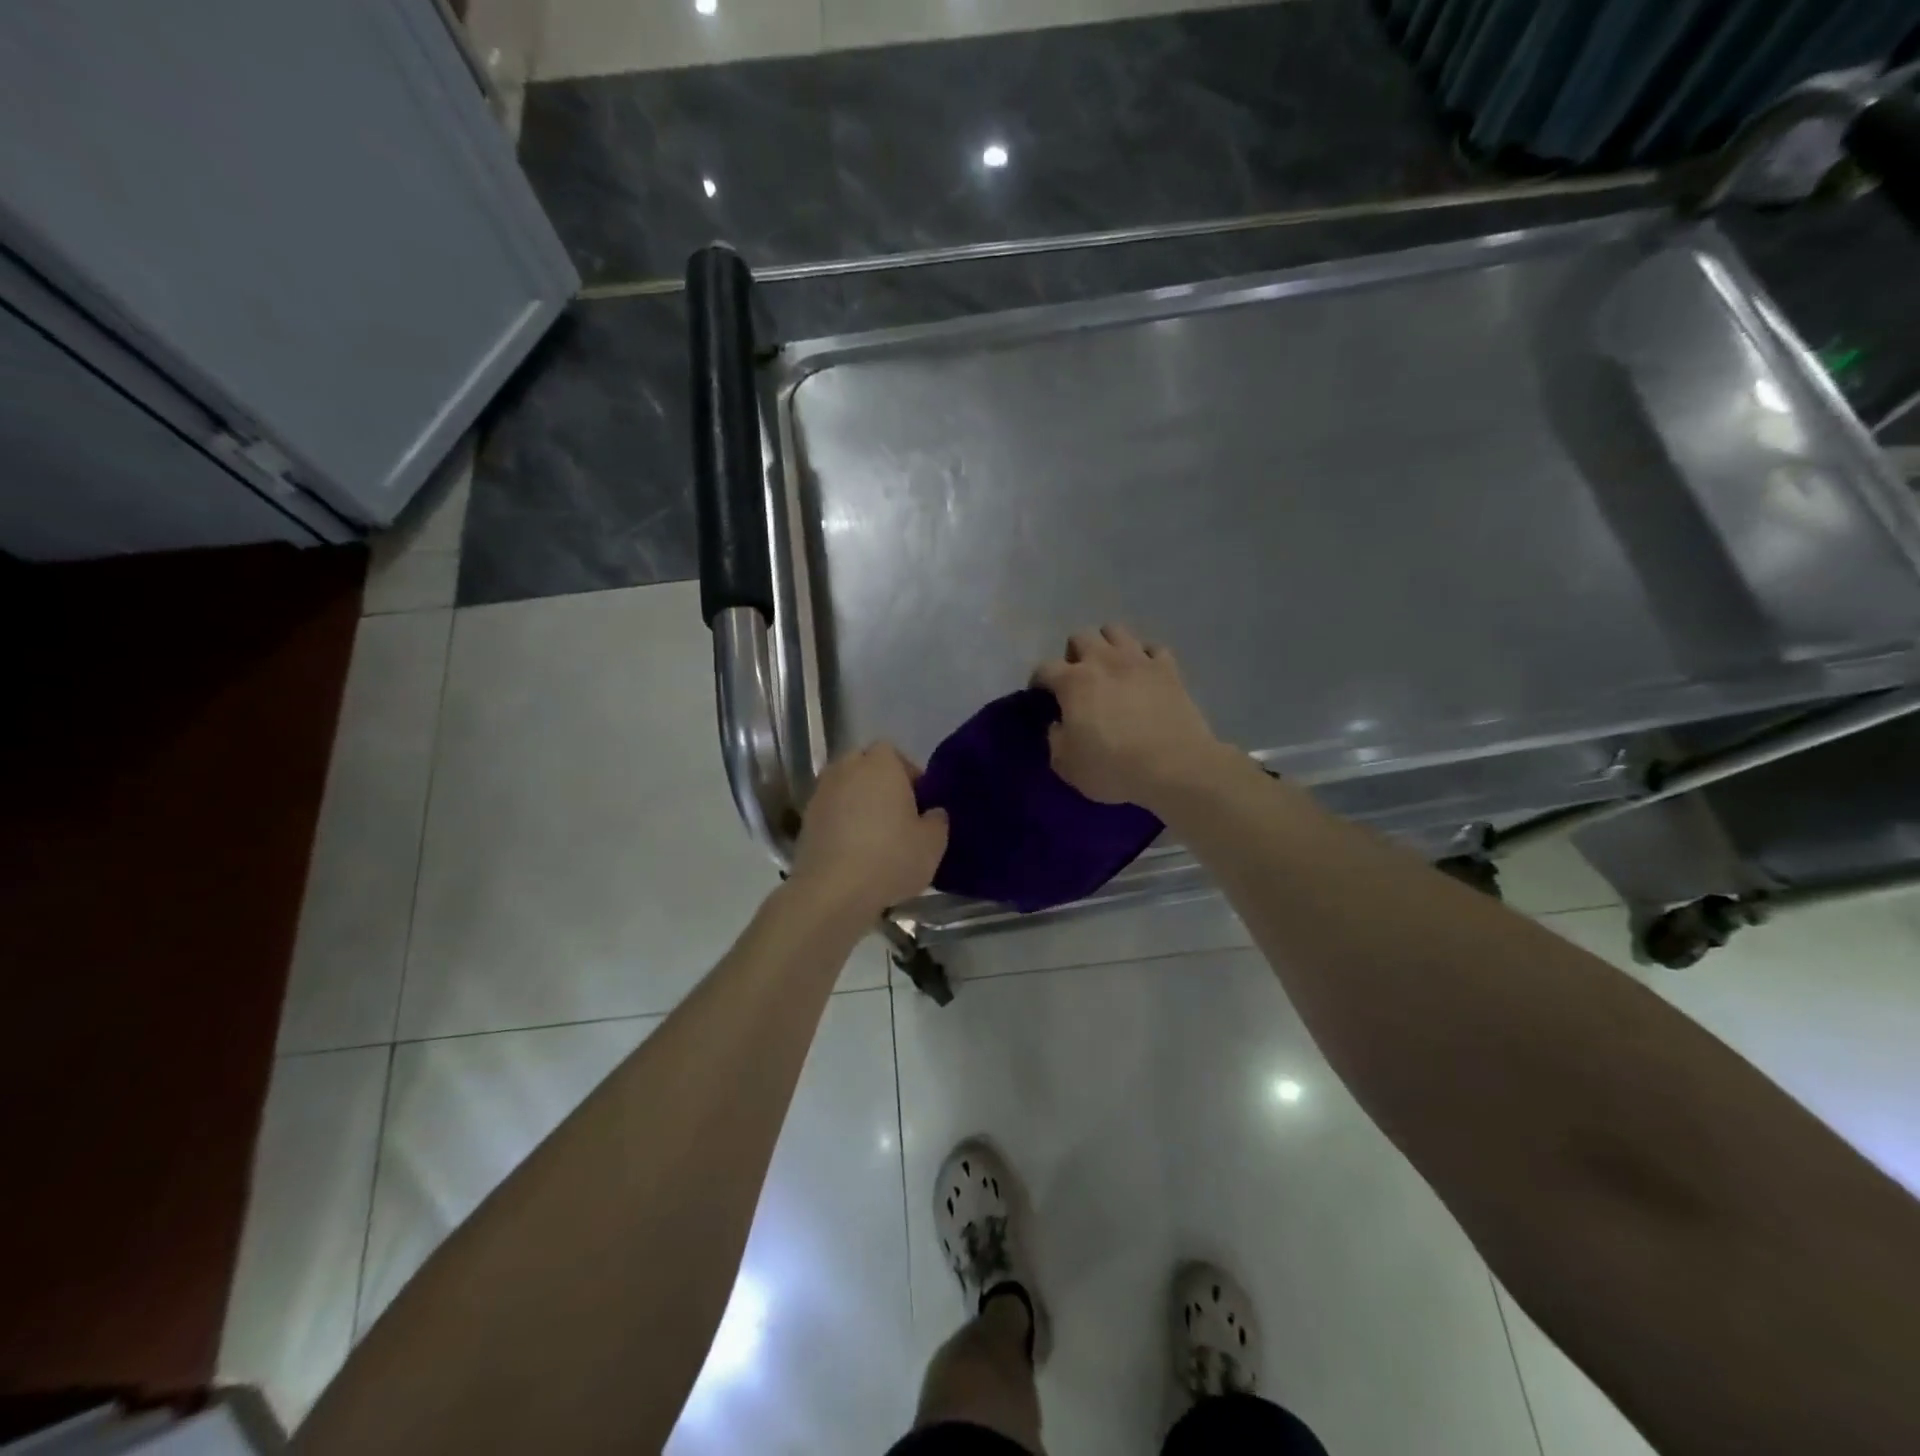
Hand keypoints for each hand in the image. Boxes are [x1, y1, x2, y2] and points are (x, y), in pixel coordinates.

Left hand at [789, 743, 948, 919]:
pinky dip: (840, 822)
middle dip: (879, 783)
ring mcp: (821, 793)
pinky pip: (829, 811)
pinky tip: (852, 850)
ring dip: (857, 802)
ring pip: (844, 788)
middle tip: (896, 813)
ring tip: (873, 833)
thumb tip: (933, 813)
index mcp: (880, 764)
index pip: (893, 752)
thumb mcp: (933, 843)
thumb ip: (938, 820)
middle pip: (864, 766)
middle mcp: (846, 769)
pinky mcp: (804, 819)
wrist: (832, 891)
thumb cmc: (890, 858)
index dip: (907, 773)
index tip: (918, 799)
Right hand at [1034, 625, 1225, 809]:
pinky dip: (1145, 657)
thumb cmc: (1114, 768)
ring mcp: (1139, 660)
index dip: (1038, 680)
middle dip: (1074, 654)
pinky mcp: (1169, 669)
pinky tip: (1144, 674)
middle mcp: (1104, 660)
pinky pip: (1154, 648)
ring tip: (1110, 669)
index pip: (1044, 668)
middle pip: (1081, 636)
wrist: (1175, 768)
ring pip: (1116, 631)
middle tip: (1078, 680)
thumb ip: (1056, 739)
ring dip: (1107, 645)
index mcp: (1073, 682)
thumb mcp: (1067, 765)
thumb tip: (1059, 724)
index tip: (1040, 696)